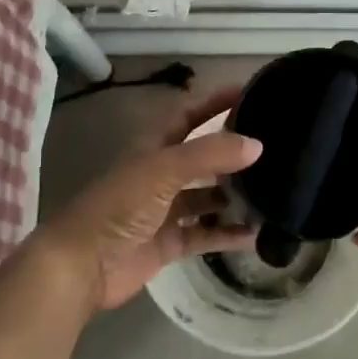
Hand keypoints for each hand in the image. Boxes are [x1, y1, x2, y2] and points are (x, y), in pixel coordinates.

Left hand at [26, 85, 261, 312]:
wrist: (82, 265)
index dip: (215, 103)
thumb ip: (210, 154)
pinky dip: (228, 234)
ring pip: (208, 197)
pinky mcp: (170, 243)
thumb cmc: (119, 206)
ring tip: (276, 192)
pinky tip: (257, 234)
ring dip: (236, 196)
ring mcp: (166, 210)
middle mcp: (161, 174)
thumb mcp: (164, 170)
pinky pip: (206, 233)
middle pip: (204, 158)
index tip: (251, 93)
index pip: (190, 115)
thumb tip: (257, 144)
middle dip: (234, 153)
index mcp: (154, 147)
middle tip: (275, 150)